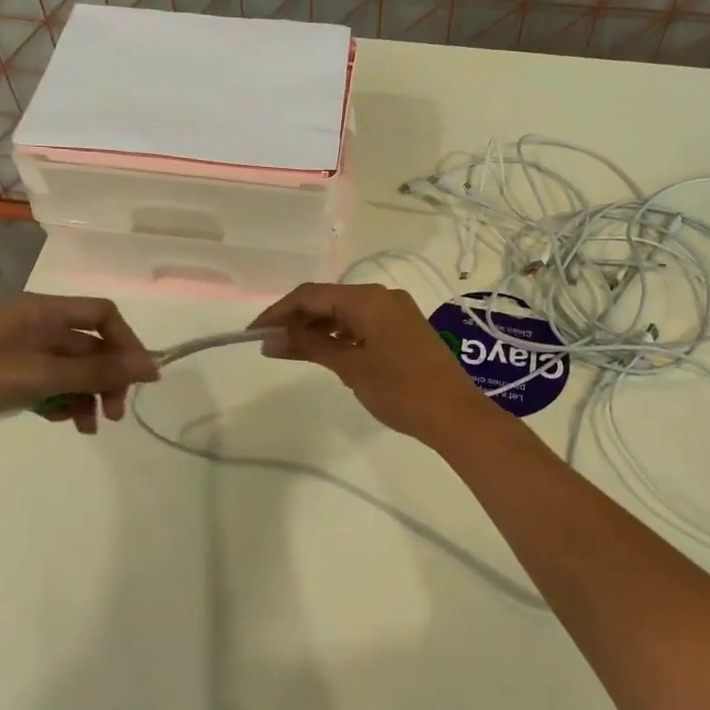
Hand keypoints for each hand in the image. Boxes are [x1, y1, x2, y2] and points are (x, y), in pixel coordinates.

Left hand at [0, 294, 158, 454]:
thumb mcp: (38, 374)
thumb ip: (96, 372)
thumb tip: (151, 365)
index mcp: (42, 311)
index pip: (103, 316)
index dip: (127, 344)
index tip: (141, 380)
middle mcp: (35, 327)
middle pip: (90, 347)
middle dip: (108, 378)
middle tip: (115, 414)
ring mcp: (20, 354)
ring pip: (72, 371)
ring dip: (89, 395)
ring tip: (90, 427)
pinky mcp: (6, 379)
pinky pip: (50, 386)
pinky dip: (64, 403)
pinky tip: (64, 423)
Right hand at [248, 282, 497, 446]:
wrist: (455, 414)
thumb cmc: (400, 389)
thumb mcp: (350, 367)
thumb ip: (310, 346)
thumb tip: (271, 339)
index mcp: (369, 299)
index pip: (311, 294)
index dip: (279, 312)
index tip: (253, 333)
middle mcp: (382, 296)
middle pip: (327, 299)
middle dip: (296, 319)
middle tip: (269, 345)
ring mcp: (396, 312)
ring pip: (344, 311)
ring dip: (316, 328)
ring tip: (290, 352)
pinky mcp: (403, 329)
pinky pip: (361, 323)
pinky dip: (339, 335)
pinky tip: (323, 352)